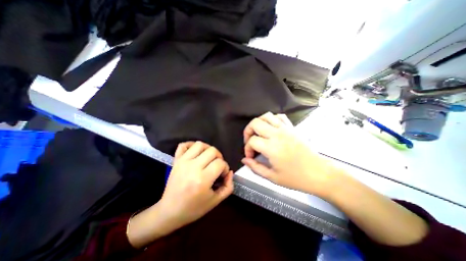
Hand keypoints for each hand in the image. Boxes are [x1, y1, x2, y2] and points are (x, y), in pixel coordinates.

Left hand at [127, 141, 232, 246]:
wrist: (169, 212)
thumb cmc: (194, 208)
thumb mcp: (216, 201)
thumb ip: (228, 186)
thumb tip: (230, 172)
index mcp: (203, 179)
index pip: (220, 163)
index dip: (225, 168)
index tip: (222, 174)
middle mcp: (193, 167)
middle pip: (212, 151)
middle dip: (219, 157)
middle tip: (217, 166)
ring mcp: (183, 162)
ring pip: (200, 144)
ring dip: (208, 149)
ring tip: (208, 158)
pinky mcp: (176, 160)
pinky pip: (183, 145)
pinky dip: (191, 145)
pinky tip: (196, 152)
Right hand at [242, 112, 336, 196]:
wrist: (320, 173)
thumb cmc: (296, 178)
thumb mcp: (272, 177)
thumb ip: (255, 167)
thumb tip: (245, 160)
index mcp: (271, 147)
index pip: (252, 141)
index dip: (247, 149)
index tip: (250, 156)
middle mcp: (277, 134)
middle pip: (255, 123)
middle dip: (248, 131)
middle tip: (249, 141)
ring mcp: (285, 129)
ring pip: (266, 116)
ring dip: (258, 123)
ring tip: (257, 132)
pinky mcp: (292, 128)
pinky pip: (279, 117)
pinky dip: (272, 119)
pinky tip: (271, 127)